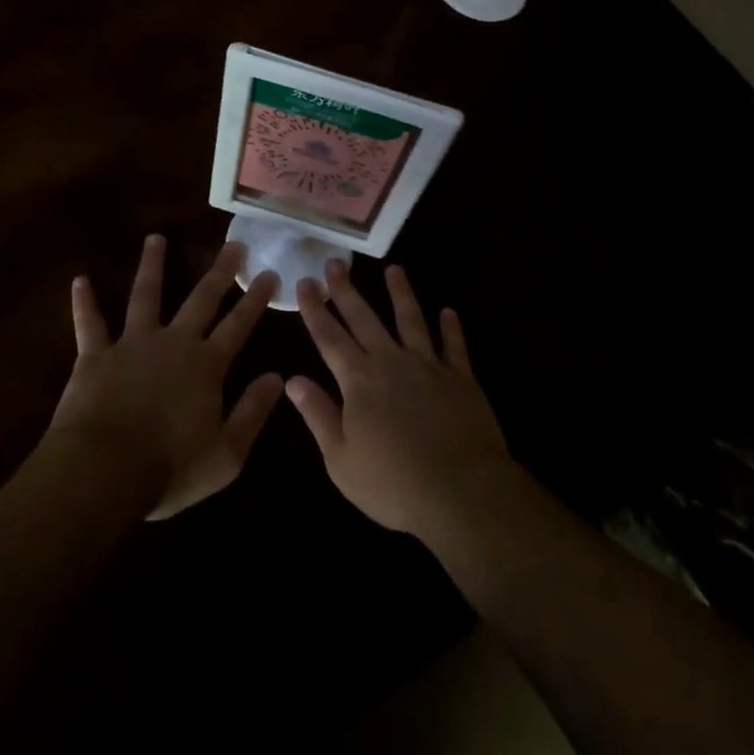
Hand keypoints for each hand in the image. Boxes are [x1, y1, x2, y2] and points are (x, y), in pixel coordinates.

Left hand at [49, 235, 284, 520]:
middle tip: (233, 244)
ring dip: (152, 265)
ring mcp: (132, 344)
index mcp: (206, 366)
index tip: (268, 273)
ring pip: (145, 295)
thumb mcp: (226, 454)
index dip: (255, 299)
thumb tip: (278, 377)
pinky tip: (79, 280)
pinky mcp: (96, 355)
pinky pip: (90, 323)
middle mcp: (173, 342)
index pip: (239, 325)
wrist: (103, 471)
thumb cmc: (169, 468)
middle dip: (220, 271)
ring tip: (155, 238)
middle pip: (201, 299)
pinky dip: (84, 302)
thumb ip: (253, 412)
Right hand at [287, 261, 512, 540]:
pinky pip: (454, 345)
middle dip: (347, 290)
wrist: (461, 491)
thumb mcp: (341, 459)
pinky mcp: (461, 377)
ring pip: (411, 319)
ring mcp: (429, 365)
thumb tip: (292, 379)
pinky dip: (451, 327)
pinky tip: (448, 312)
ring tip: (394, 269)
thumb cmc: (393, 483)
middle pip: (364, 318)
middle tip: (335, 262)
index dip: (315, 309)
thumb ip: (318, 415)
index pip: (329, 337)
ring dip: (401, 293)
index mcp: (358, 380)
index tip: (305, 282)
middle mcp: (391, 361)